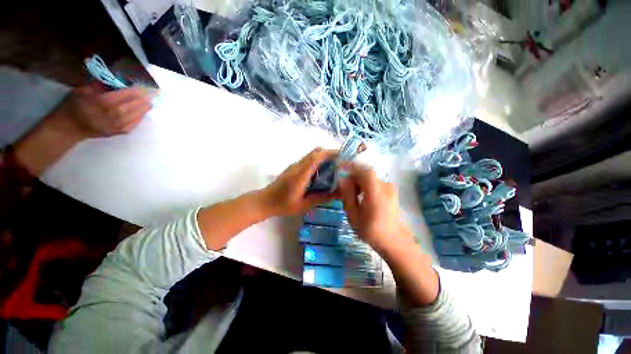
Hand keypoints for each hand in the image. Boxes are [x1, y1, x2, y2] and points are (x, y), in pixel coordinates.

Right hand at [49, 83, 152, 139]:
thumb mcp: (83, 90)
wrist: (69, 127)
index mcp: (103, 101)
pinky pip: (132, 125)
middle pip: (133, 105)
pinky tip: (142, 114)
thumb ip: (100, 85)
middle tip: (152, 95)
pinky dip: (139, 119)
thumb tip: (116, 81)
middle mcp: (112, 114)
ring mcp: (116, 125)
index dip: (136, 90)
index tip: (143, 86)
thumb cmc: (74, 105)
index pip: (125, 94)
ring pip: (135, 116)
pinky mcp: (117, 132)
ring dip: (144, 109)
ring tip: (149, 104)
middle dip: (143, 99)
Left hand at [259, 148, 336, 216]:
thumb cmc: (283, 205)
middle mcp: (298, 166)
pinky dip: (319, 161)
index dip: (330, 153)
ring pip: (312, 154)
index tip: (343, 156)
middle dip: (330, 153)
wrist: (265, 201)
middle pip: (315, 152)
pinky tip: (323, 172)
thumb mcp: (304, 205)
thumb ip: (321, 198)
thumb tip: (339, 193)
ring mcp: (295, 165)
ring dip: (324, 157)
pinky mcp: (294, 167)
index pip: (316, 157)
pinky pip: (309, 160)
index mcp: (300, 175)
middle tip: (342, 163)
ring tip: (335, 167)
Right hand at [337, 162, 414, 253]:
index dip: (352, 166)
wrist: (392, 239)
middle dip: (353, 176)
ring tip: (352, 194)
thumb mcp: (353, 215)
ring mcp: (390, 188)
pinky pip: (375, 182)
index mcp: (376, 194)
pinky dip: (365, 185)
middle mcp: (385, 187)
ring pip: (370, 178)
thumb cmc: (370, 229)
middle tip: (343, 186)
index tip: (340, 167)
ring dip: (359, 181)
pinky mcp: (390, 191)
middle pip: (367, 174)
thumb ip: (347, 195)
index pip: (365, 172)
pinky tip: (361, 196)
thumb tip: (342, 179)